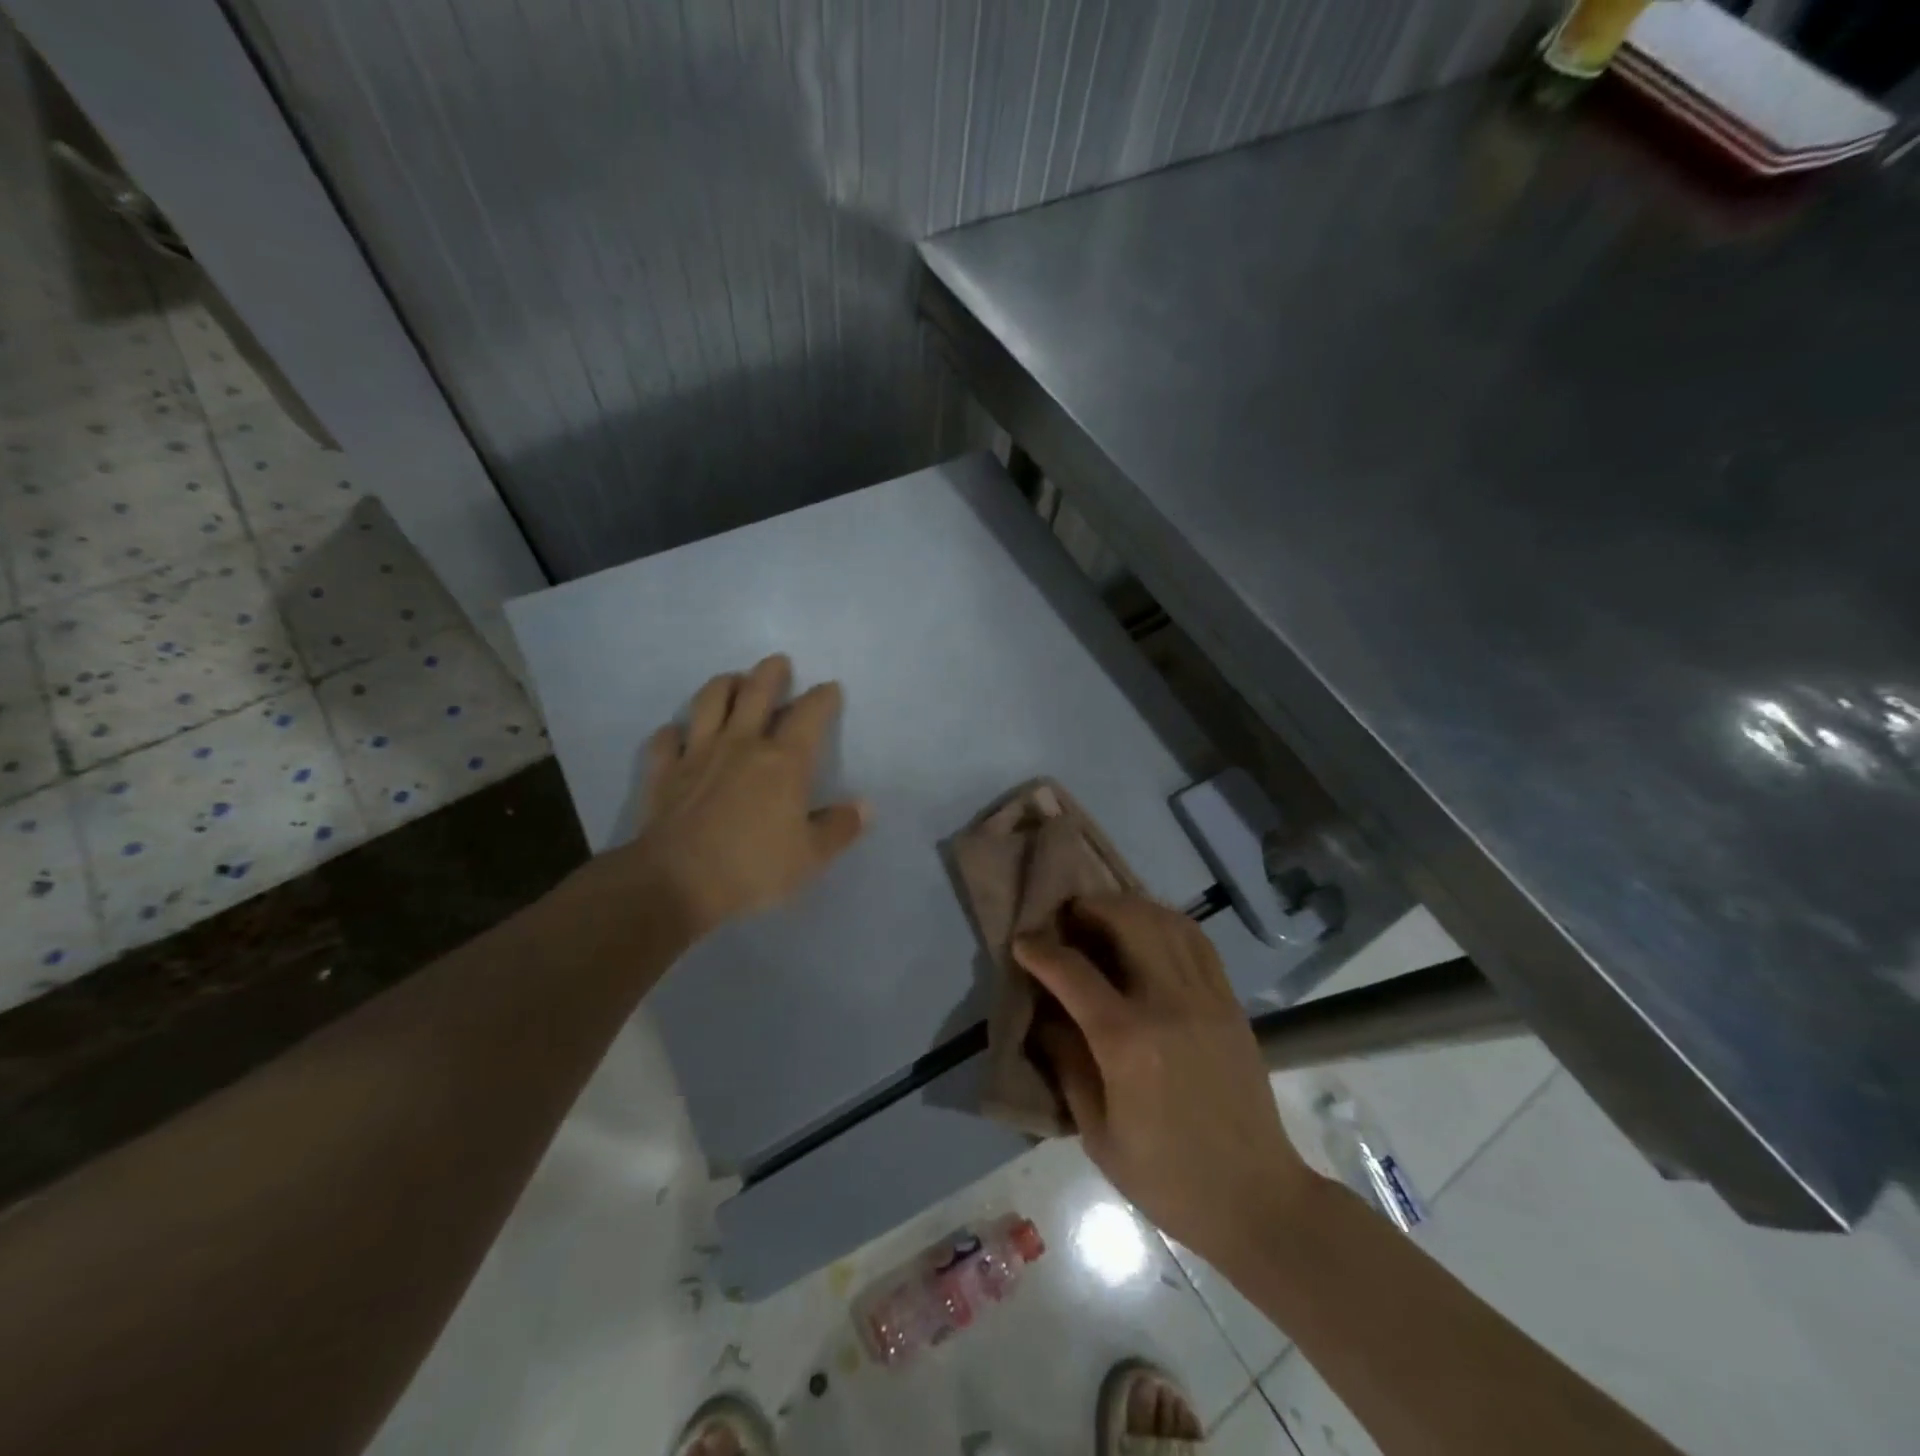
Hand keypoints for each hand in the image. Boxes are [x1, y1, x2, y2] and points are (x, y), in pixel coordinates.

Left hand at [617, 654, 866, 935]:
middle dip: (771, 673)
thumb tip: (863, 806)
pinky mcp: (664, 772)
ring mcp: (697, 754)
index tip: (829, 689)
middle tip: (778, 662)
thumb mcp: (811, 857)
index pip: (809, 715)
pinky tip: (677, 734)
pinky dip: (673, 732)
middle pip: (756, 692)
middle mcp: (741, 744)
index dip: (823, 698)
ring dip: (723, 685)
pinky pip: (666, 740)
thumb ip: (839, 827)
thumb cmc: (753, 868)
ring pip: (709, 703)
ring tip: (732, 681)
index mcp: (784, 761)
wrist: (676, 883)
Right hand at [1013, 895, 1323, 1271]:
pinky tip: (1149, 930)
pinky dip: (1167, 922)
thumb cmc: (1167, 1178)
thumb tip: (1044, 1017)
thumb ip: (1067, 1064)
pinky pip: (1197, 941)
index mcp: (1128, 1042)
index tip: (1021, 941)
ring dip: (1128, 907)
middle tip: (1066, 916)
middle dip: (1090, 908)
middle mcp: (1168, 1004)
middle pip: (1127, 922)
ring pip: (1165, 922)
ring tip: (1104, 915)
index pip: (1073, 972)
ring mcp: (1206, 997)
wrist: (1257, 1198)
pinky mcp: (1230, 1002)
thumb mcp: (1098, 1134)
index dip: (1040, 950)